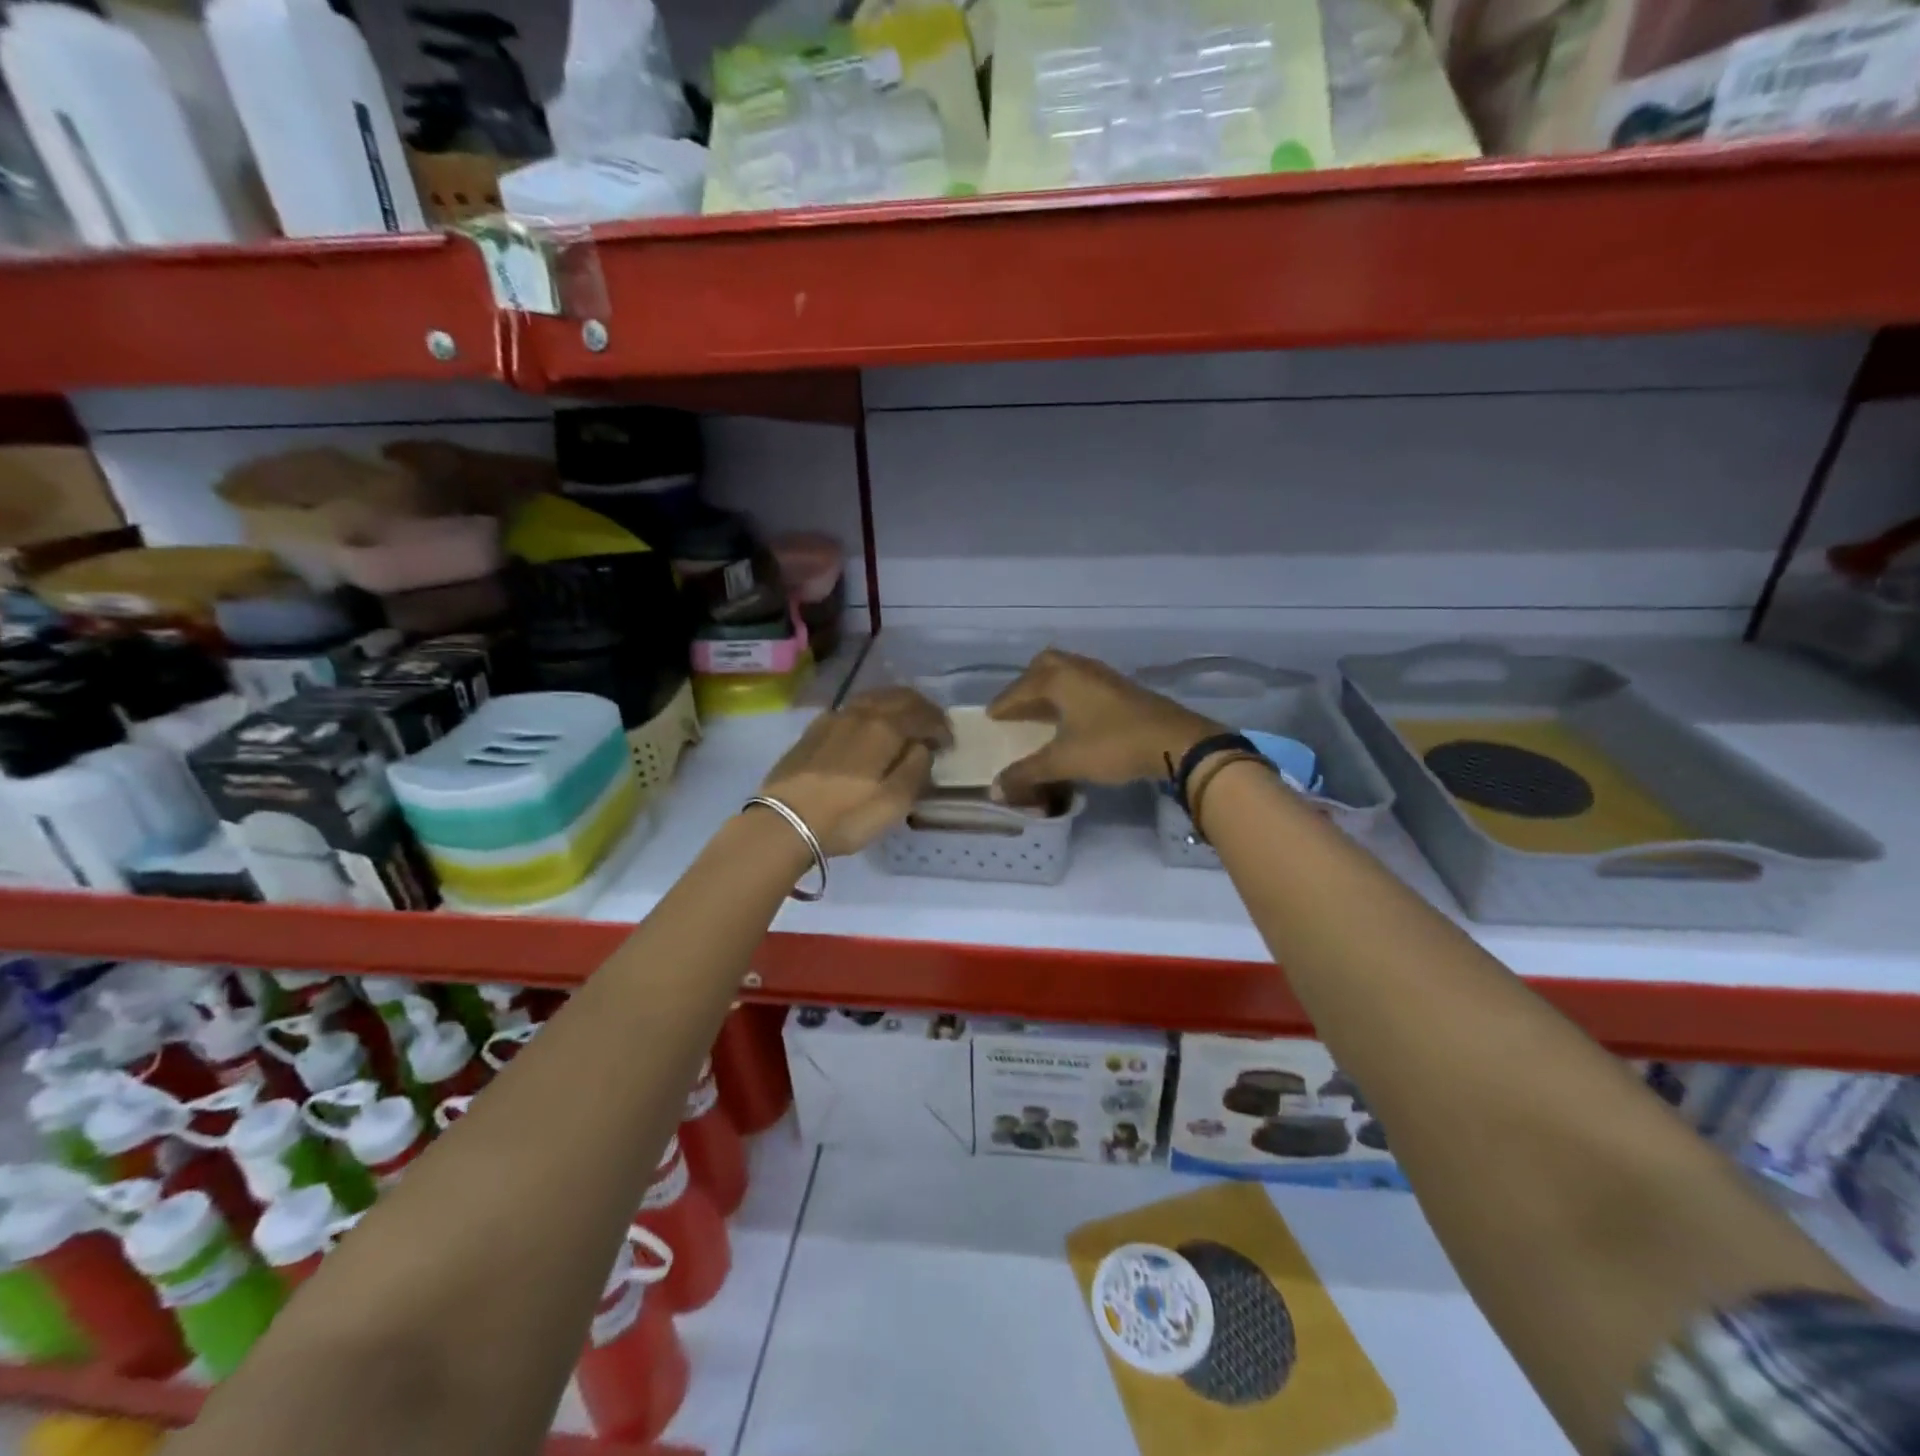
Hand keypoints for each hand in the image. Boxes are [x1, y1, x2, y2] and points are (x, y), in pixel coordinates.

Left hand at [757, 687, 950, 855]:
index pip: (923, 714)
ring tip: (904, 724)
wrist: (784, 821)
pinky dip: (870, 712)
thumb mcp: (894, 802)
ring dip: (896, 706)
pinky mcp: (814, 729)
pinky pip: (851, 708)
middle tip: (933, 727)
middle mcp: (861, 713)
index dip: (941, 726)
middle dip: (921, 709)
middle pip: (898, 697)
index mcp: (885, 728)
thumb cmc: (846, 816)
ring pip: (873, 698)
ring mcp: (834, 718)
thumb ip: (916, 769)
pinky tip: (867, 728)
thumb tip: (922, 747)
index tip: (949, 744)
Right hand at [987, 649, 1221, 801]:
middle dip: (1027, 683)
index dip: (1004, 704)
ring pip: (1068, 671)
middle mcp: (1079, 669)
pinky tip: (1075, 716)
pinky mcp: (1123, 688)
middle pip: (1045, 665)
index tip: (991, 716)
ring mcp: (1104, 676)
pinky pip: (1085, 682)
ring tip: (1043, 710)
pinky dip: (1071, 693)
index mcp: (1060, 679)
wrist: (1174, 741)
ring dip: (1051, 687)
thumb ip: (1028, 773)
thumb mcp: (1065, 762)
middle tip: (1018, 705)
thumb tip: (995, 789)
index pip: (1020, 688)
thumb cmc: (1112, 745)